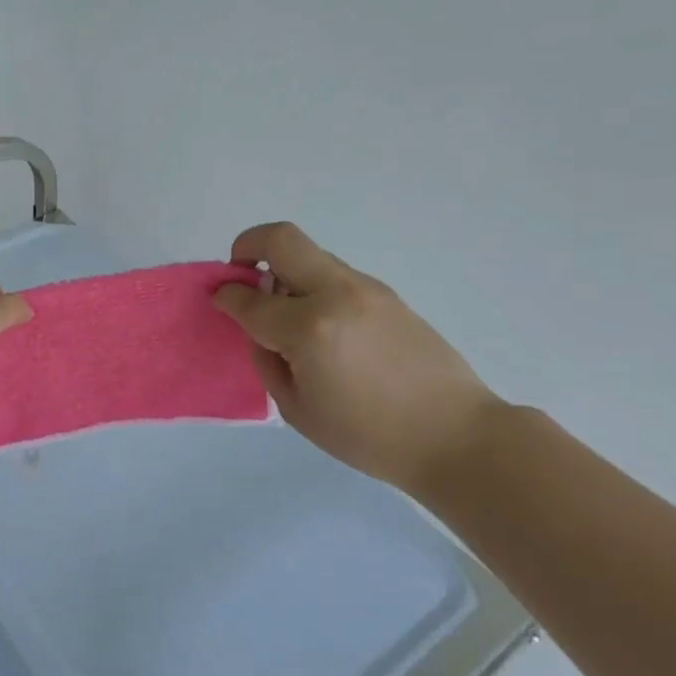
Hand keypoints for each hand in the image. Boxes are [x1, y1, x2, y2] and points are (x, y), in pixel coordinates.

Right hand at [213, 222, 505, 493]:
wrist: (456, 436)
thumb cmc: (368, 436)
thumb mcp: (297, 409)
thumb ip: (268, 358)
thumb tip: (258, 327)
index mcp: (308, 329)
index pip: (249, 298)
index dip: (225, 296)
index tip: (219, 300)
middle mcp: (336, 294)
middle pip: (281, 240)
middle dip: (247, 246)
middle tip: (240, 274)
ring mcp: (366, 289)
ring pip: (310, 255)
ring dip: (284, 270)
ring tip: (287, 314)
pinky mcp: (387, 294)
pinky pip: (334, 275)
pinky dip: (312, 286)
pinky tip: (322, 327)